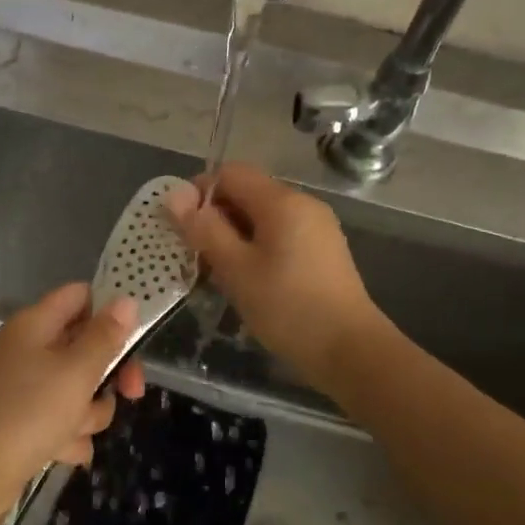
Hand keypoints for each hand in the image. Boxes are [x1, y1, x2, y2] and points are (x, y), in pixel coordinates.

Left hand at [0, 283, 145, 524]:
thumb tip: (126, 300)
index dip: (109, 311)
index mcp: (35, 325)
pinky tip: (61, 454)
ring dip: (87, 413)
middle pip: (85, 347)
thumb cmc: (27, 414)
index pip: (80, 296)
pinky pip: (60, 420)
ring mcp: (23, 388)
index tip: (135, 337)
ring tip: (73, 431)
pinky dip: (66, 437)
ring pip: (77, 389)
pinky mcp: (22, 422)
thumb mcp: (76, 372)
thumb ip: (105, 337)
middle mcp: (28, 350)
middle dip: (108, 374)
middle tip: (131, 393)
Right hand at [165, 164, 382, 391]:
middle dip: (215, 218)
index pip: (230, 173)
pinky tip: (248, 281)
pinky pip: (279, 236)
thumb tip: (174, 195)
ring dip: (234, 236)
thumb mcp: (236, 269)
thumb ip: (204, 229)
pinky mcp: (322, 251)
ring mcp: (317, 228)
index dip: (199, 192)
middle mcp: (303, 204)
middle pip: (247, 193)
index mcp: (282, 201)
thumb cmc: (287, 308)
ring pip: (262, 217)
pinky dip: (256, 248)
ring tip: (218, 273)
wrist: (350, 351)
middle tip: (195, 256)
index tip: (182, 228)